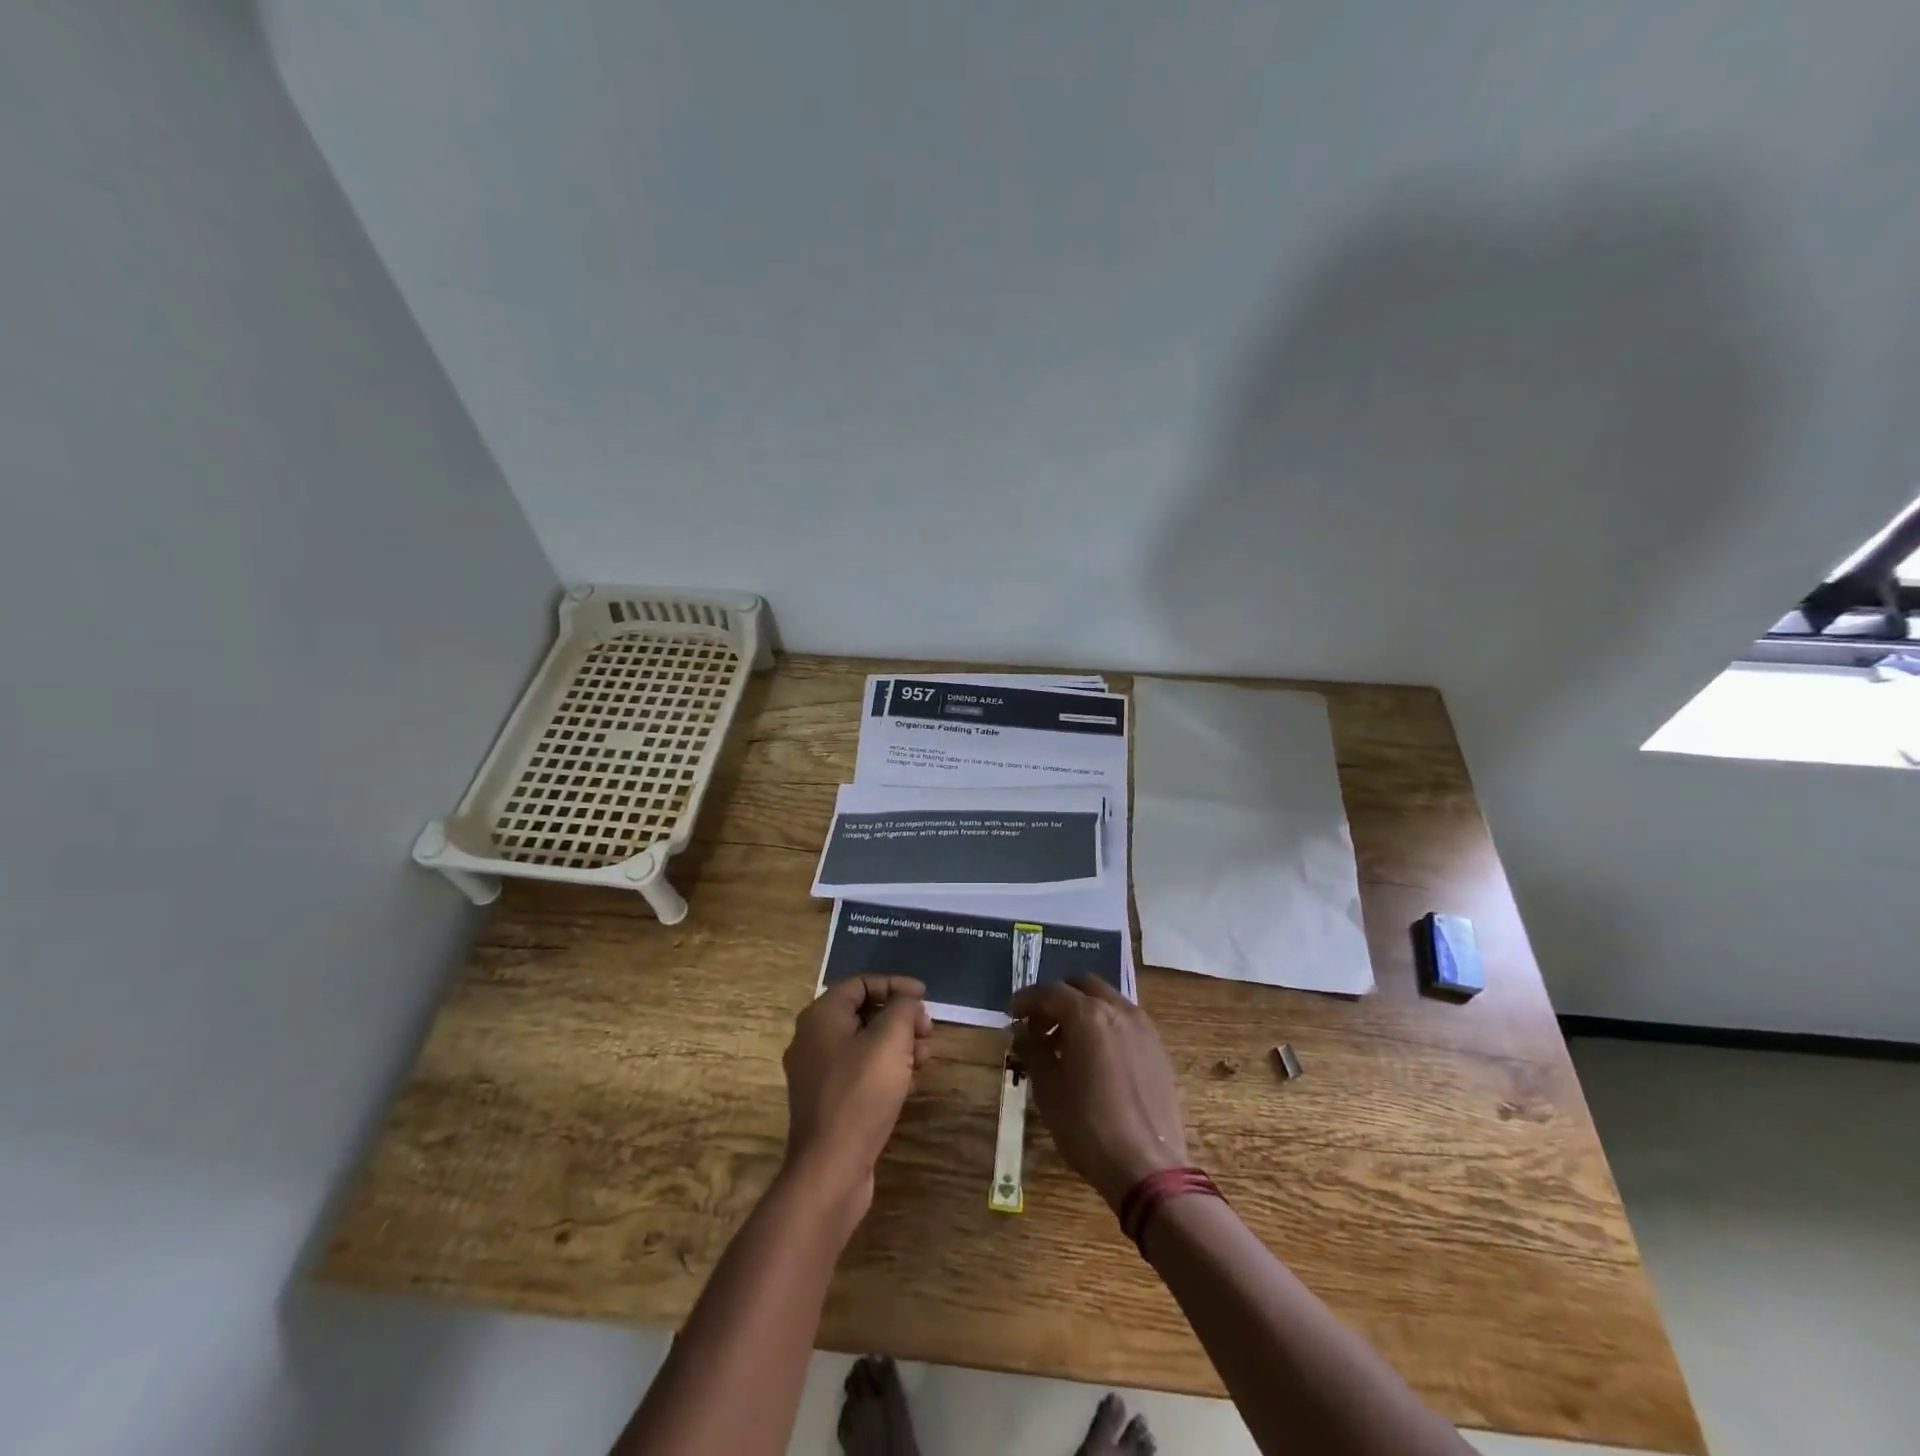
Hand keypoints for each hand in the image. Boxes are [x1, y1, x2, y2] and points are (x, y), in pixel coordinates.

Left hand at [780, 975, 931, 1235]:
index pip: (861, 983)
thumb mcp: (890, 1040)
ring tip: (925, 1058)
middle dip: (900, 1017)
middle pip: (863, 1012)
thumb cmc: (860, 1094)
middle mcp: (813, 1039)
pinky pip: (860, 1071)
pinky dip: (886, 1068)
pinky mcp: (828, 1101)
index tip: (925, 996)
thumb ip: (903, 1008)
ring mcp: (818, 1072)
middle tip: (928, 1031)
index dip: (895, 984)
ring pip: (865, 1043)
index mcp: (821, 1016)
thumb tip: (907, 1001)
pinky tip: (910, 1082)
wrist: (830, 1169)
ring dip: (898, 1044)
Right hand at [1010, 975, 1188, 1211]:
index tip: (1012, 1014)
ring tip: (1065, 1042)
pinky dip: (1105, 1025)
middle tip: (1039, 1025)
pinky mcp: (1158, 1048)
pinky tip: (1094, 1056)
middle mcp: (1118, 1010)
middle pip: (1082, 985)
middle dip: (1057, 998)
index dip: (1027, 1000)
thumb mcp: (1048, 1089)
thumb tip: (1023, 1033)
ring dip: (1082, 1010)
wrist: (1147, 1167)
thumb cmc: (1088, 1127)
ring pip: (1107, 1000)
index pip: (1050, 992)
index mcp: (1088, 1014)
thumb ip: (1033, 1051)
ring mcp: (1143, 1027)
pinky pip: (1125, 1021)